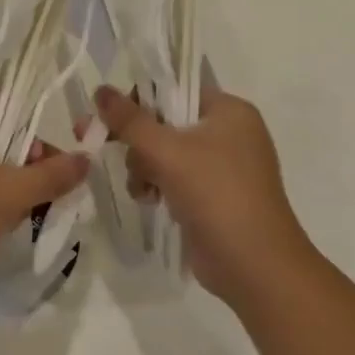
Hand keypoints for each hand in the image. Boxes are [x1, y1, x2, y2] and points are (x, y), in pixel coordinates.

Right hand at [94, 80, 311, 300]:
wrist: (254, 265)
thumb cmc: (215, 193)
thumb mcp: (165, 150)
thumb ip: (129, 119)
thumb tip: (100, 90)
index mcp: (229, 111)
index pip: (174, 90)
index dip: (138, 101)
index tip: (109, 119)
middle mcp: (229, 133)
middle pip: (165, 123)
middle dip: (137, 141)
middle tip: (105, 147)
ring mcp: (223, 167)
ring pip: (165, 152)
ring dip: (143, 167)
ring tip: (140, 187)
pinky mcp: (213, 195)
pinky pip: (174, 177)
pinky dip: (156, 185)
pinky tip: (147, 200)